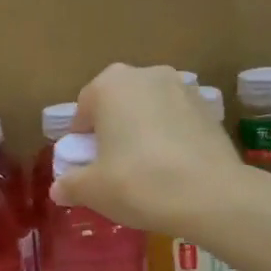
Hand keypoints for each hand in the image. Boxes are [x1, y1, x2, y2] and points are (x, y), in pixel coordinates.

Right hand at [53, 65, 247, 233]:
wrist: (211, 195)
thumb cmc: (139, 183)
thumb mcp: (93, 190)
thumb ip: (71, 184)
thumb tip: (58, 189)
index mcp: (110, 85)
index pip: (84, 108)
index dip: (82, 138)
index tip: (87, 164)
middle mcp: (146, 75)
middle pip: (119, 103)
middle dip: (114, 129)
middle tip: (114, 166)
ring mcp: (183, 88)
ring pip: (150, 109)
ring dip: (144, 130)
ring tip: (147, 168)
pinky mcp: (210, 108)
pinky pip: (178, 121)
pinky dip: (171, 137)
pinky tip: (174, 168)